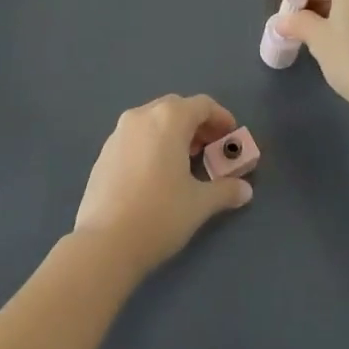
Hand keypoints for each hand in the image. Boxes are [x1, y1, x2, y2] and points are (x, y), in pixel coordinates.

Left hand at [73, 94, 253, 274]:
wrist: (105, 243)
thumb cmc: (159, 215)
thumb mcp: (199, 204)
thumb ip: (225, 191)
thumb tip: (245, 190)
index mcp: (169, 119)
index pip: (202, 105)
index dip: (221, 118)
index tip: (231, 137)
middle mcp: (142, 115)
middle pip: (176, 108)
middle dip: (196, 124)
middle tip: (210, 148)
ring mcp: (119, 132)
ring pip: (153, 120)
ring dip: (173, 133)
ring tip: (184, 162)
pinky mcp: (104, 152)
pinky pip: (136, 136)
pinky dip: (152, 144)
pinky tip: (156, 174)